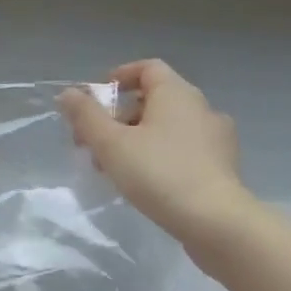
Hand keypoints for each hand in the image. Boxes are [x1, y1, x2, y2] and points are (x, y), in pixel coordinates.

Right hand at [58, 59, 253, 245]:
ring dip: (134, 137)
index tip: (95, 99)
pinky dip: (157, 154)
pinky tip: (142, 179)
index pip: (148, 68)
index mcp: (177, 95)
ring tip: (112, 165)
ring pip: (166, 126)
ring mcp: (216, 138)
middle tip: (92, 141)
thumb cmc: (158, 172)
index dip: (119, 77)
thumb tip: (69, 93)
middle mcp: (201, 109)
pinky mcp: (222, 166)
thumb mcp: (109, 142)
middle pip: (153, 99)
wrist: (217, 223)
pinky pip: (181, 147)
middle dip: (117, 115)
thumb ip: (85, 114)